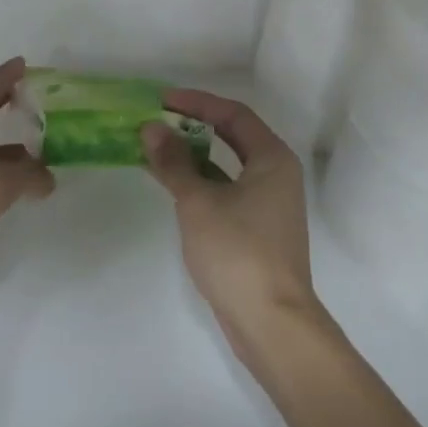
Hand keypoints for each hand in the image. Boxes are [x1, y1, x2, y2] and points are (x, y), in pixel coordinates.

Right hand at [141, 91, 323, 360]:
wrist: (272, 326)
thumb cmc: (239, 252)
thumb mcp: (198, 201)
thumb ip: (174, 162)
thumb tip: (151, 128)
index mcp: (272, 158)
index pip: (233, 114)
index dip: (197, 103)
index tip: (162, 100)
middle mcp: (276, 174)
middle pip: (232, 136)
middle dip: (193, 126)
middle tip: (157, 121)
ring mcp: (268, 204)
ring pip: (226, 166)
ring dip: (193, 155)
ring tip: (155, 149)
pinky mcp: (257, 230)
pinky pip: (225, 190)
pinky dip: (199, 181)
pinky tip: (172, 184)